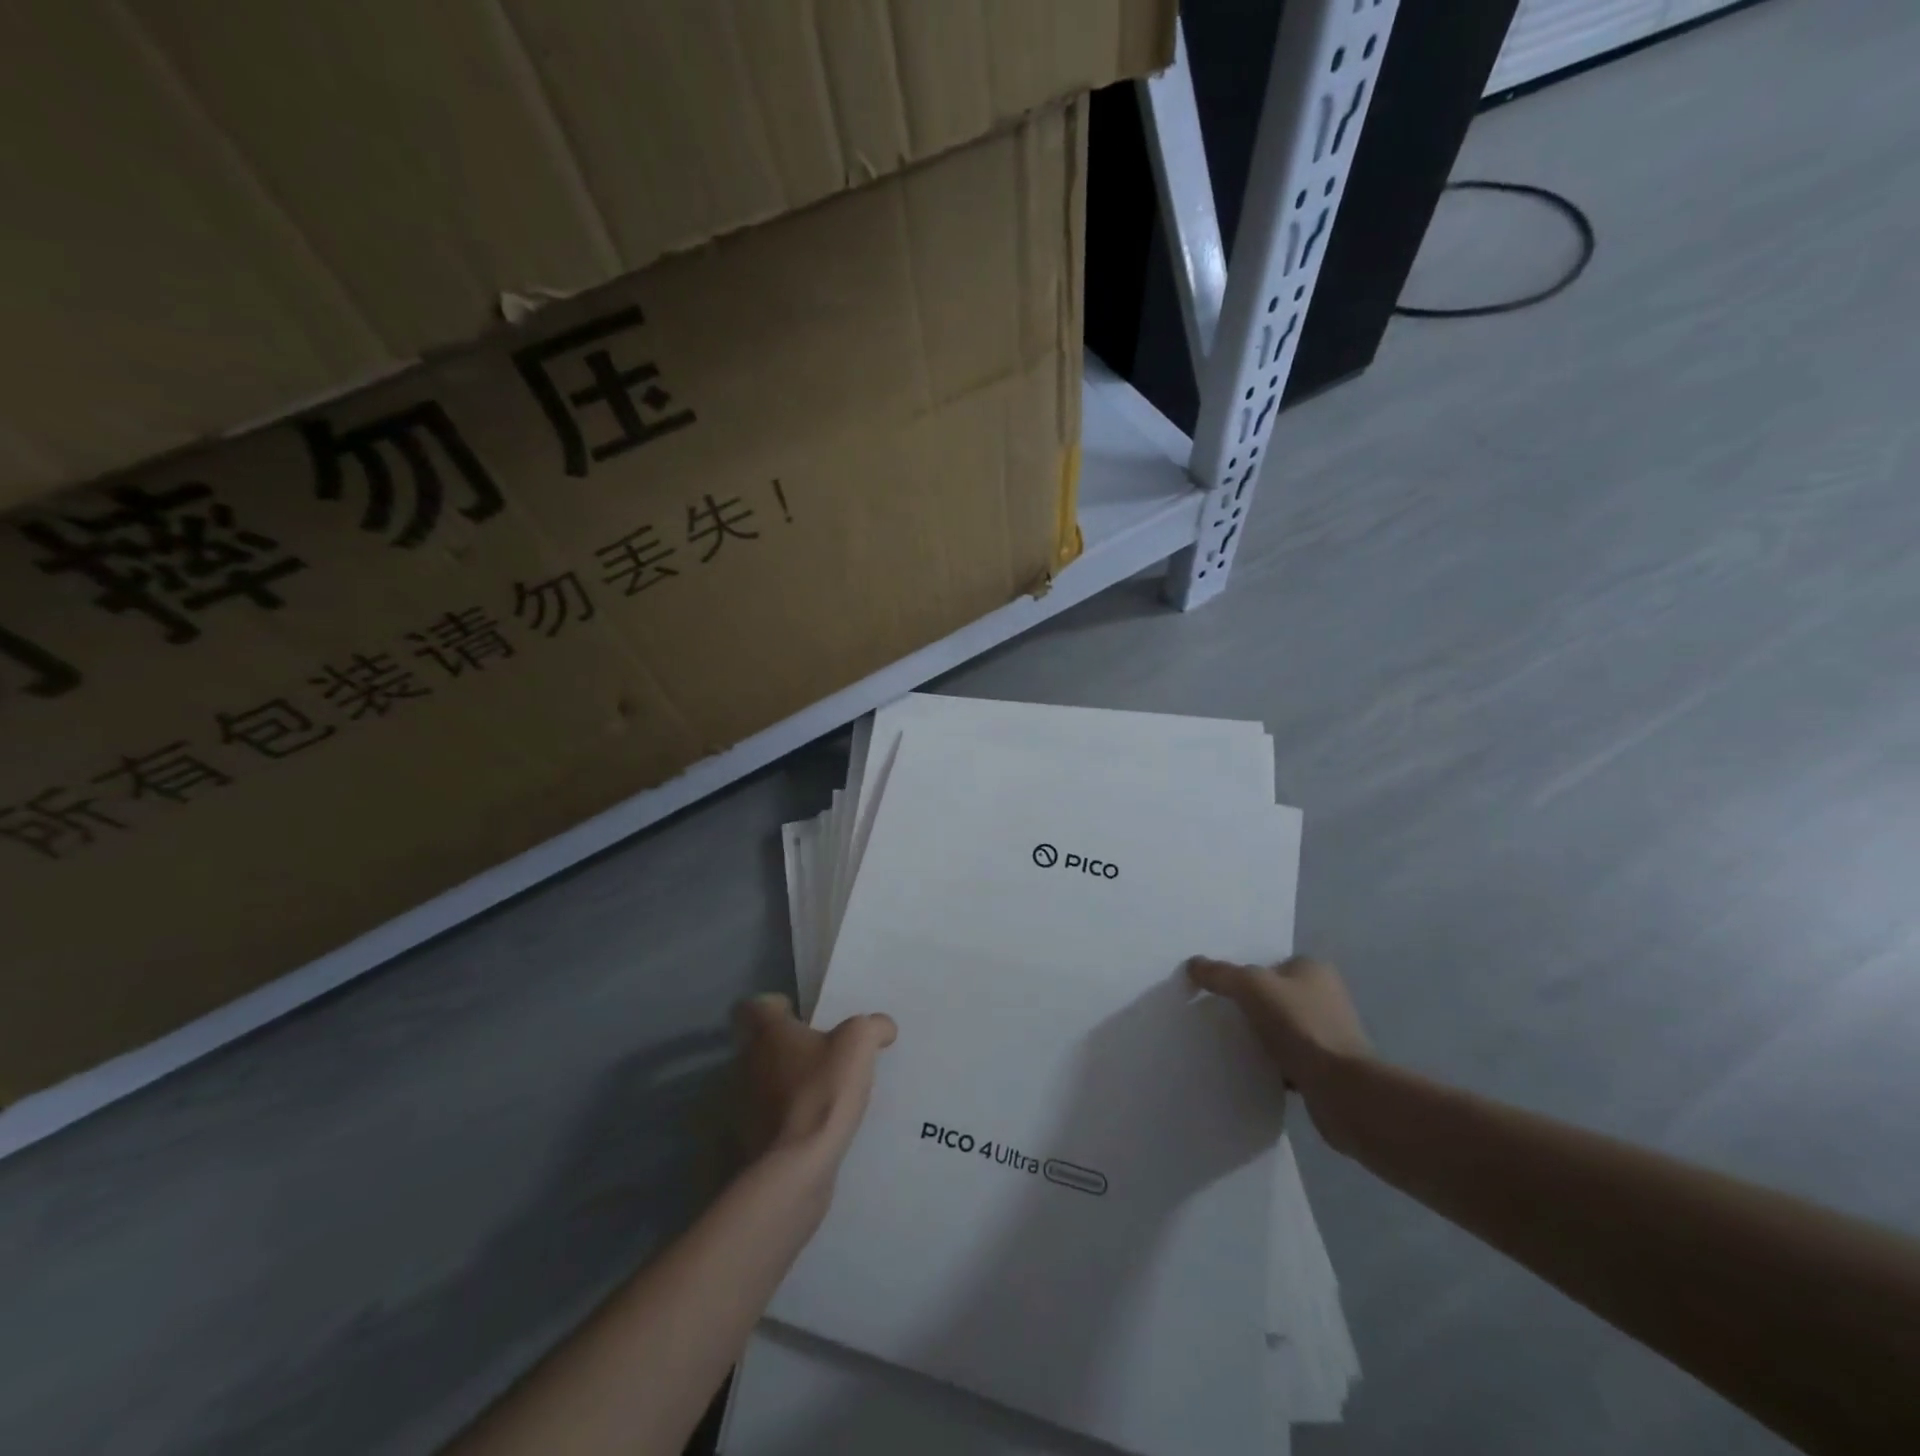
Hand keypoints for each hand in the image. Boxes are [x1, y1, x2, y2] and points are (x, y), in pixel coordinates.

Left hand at [732, 993, 896, 1168]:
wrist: (798, 1166)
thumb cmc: (823, 1090)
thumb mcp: (859, 1043)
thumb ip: (873, 1026)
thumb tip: (881, 1027)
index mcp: (768, 1033)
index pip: (753, 1006)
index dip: (775, 1006)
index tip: (799, 1014)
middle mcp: (748, 1063)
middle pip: (761, 1044)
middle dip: (787, 1046)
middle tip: (822, 1051)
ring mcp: (745, 1105)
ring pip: (765, 1081)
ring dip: (788, 1082)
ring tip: (824, 1089)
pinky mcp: (753, 1139)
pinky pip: (772, 1116)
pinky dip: (790, 1116)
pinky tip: (819, 1122)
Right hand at [1185, 955, 1372, 1150]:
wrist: (1342, 1090)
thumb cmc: (1300, 1026)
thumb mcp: (1251, 987)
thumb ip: (1220, 974)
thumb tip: (1193, 964)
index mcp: (1314, 969)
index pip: (1270, 964)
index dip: (1243, 974)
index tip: (1218, 990)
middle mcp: (1326, 996)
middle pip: (1274, 995)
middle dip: (1250, 1006)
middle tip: (1218, 1015)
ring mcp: (1329, 1033)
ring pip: (1281, 1028)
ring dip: (1260, 1036)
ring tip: (1228, 1043)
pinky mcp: (1328, 1067)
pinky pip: (1289, 1058)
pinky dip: (1271, 1063)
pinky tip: (1250, 1069)